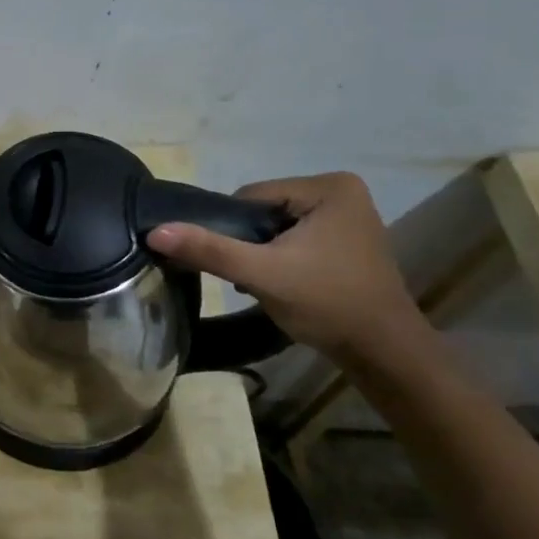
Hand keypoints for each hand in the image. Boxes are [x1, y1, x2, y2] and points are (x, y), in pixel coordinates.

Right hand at [146, 171, 424, 358]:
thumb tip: (155, 231)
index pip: (251, 196)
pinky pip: (295, 239)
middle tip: (253, 278)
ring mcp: (347, 216)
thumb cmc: (327, 304)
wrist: (383, 352)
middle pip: (264, 212)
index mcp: (329, 186)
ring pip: (276, 227)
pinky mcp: (347, 240)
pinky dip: (281, 259)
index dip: (234, 230)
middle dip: (250, 244)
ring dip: (263, 254)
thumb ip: (209, 250)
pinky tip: (285, 285)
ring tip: (269, 284)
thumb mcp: (261, 274)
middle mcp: (342, 191)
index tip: (241, 265)